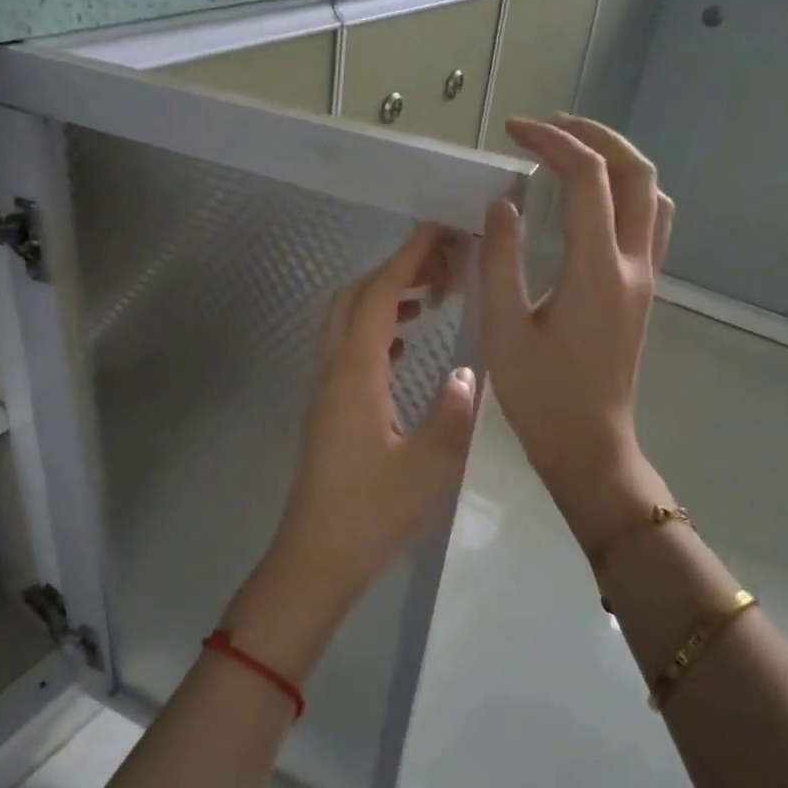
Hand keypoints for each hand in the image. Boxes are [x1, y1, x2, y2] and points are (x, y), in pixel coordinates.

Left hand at [224, 224, 479, 680]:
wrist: (316, 556)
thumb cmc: (372, 513)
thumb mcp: (428, 467)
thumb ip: (454, 414)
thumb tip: (471, 372)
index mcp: (355, 374)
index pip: (378, 296)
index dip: (407, 258)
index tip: (438, 231)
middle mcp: (332, 371)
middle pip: (353, 299)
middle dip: (394, 271)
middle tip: (440, 265)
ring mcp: (324, 390)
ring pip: (347, 323)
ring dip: (383, 300)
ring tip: (429, 297)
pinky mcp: (327, 410)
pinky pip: (348, 351)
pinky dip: (376, 332)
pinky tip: (406, 346)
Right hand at [480, 113, 675, 555]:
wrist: (588, 443)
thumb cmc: (539, 394)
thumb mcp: (503, 328)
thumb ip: (500, 259)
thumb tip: (504, 203)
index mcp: (596, 269)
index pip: (587, 178)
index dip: (552, 143)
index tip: (514, 131)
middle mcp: (633, 264)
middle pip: (636, 172)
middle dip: (595, 136)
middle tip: (549, 126)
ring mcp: (645, 277)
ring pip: (652, 194)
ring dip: (618, 160)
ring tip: (573, 151)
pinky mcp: (642, 291)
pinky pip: (650, 221)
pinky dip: (627, 191)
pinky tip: (595, 201)